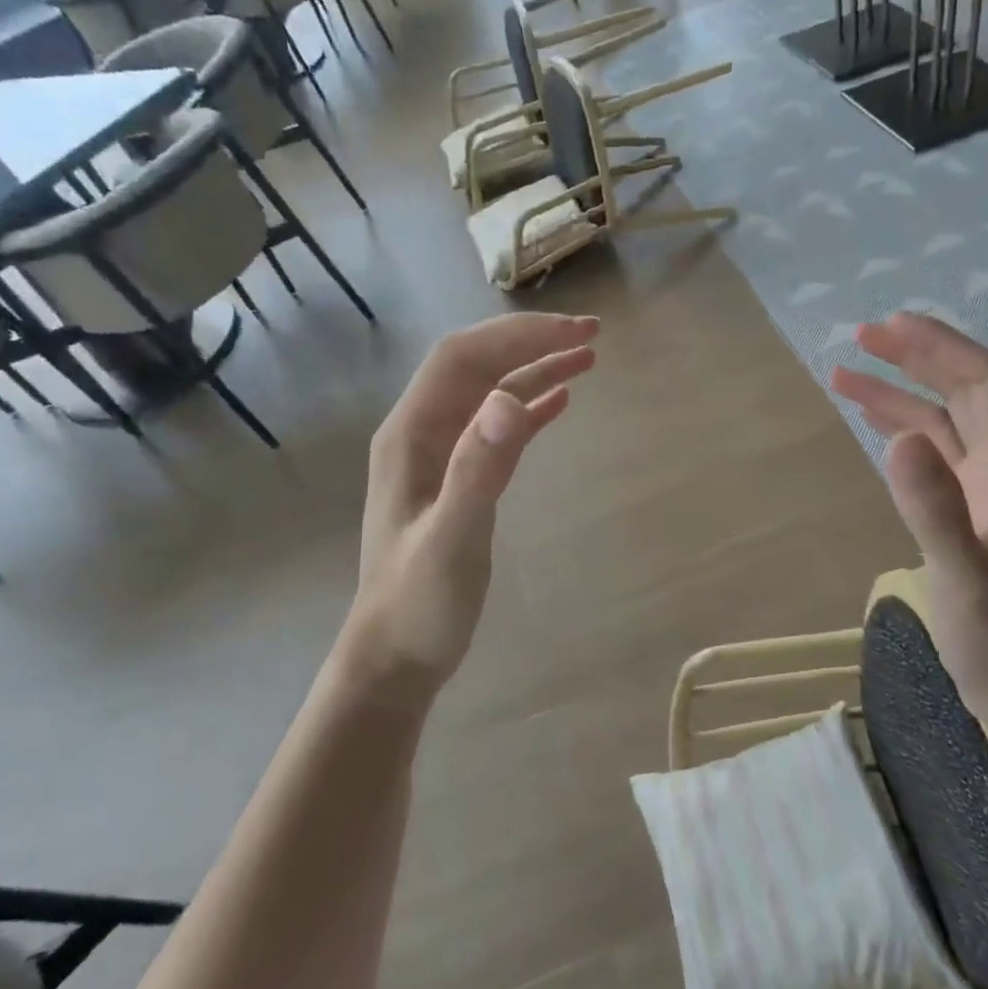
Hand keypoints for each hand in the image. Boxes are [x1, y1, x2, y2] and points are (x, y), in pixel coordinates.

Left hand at [347, 313, 598, 705]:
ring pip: (491, 393)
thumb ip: (478, 470)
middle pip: (479, 365)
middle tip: (592, 334)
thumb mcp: (451, 540)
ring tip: (587, 358)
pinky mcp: (459, 478)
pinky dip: (530, 406)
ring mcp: (440, 455)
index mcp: (411, 433)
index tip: (573, 331)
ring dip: (535, 369)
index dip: (517, 335)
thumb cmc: (418, 604)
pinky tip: (560, 402)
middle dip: (531, 342)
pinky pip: (498, 427)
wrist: (395, 658)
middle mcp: (422, 432)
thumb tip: (511, 400)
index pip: (463, 357)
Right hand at [831, 314, 987, 730]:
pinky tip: (872, 422)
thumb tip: (897, 438)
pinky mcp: (968, 510)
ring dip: (899, 392)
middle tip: (861, 336)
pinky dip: (901, 428)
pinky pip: (934, 452)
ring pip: (943, 420)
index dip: (941, 348)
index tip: (891, 326)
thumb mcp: (964, 577)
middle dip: (916, 357)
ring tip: (845, 372)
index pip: (986, 383)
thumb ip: (934, 508)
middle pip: (965, 391)